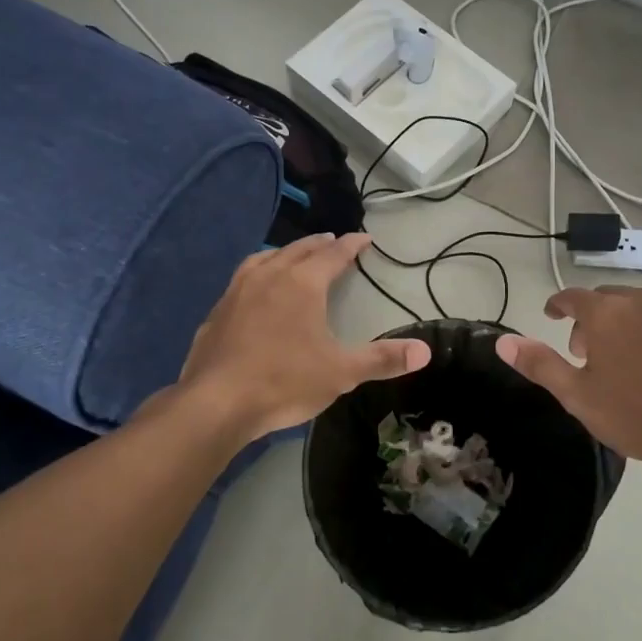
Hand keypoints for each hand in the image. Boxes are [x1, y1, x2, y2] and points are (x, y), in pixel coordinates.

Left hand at [175, 233, 430, 444]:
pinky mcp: (217, 310)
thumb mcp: (341, 372)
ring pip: (266, 258)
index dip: (351, 245)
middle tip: (332, 240)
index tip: (364, 238)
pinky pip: (243, 278)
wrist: (216, 402)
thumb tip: (425, 351)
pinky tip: (256, 291)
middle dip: (319, 243)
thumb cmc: (285, 381)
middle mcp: (269, 276)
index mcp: (302, 283)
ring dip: (285, 253)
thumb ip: (383, 359)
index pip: (333, 254)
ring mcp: (238, 290)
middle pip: (298, 249)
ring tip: (293, 256)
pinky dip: (258, 273)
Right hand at [495, 285, 641, 489]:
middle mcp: (639, 302)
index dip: (557, 306)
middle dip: (589, 319)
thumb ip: (539, 364)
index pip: (572, 297)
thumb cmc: (636, 414)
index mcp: (606, 312)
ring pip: (635, 308)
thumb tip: (502, 342)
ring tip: (617, 360)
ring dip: (619, 324)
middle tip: (582, 351)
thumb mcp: (577, 395)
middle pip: (605, 300)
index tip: (551, 316)